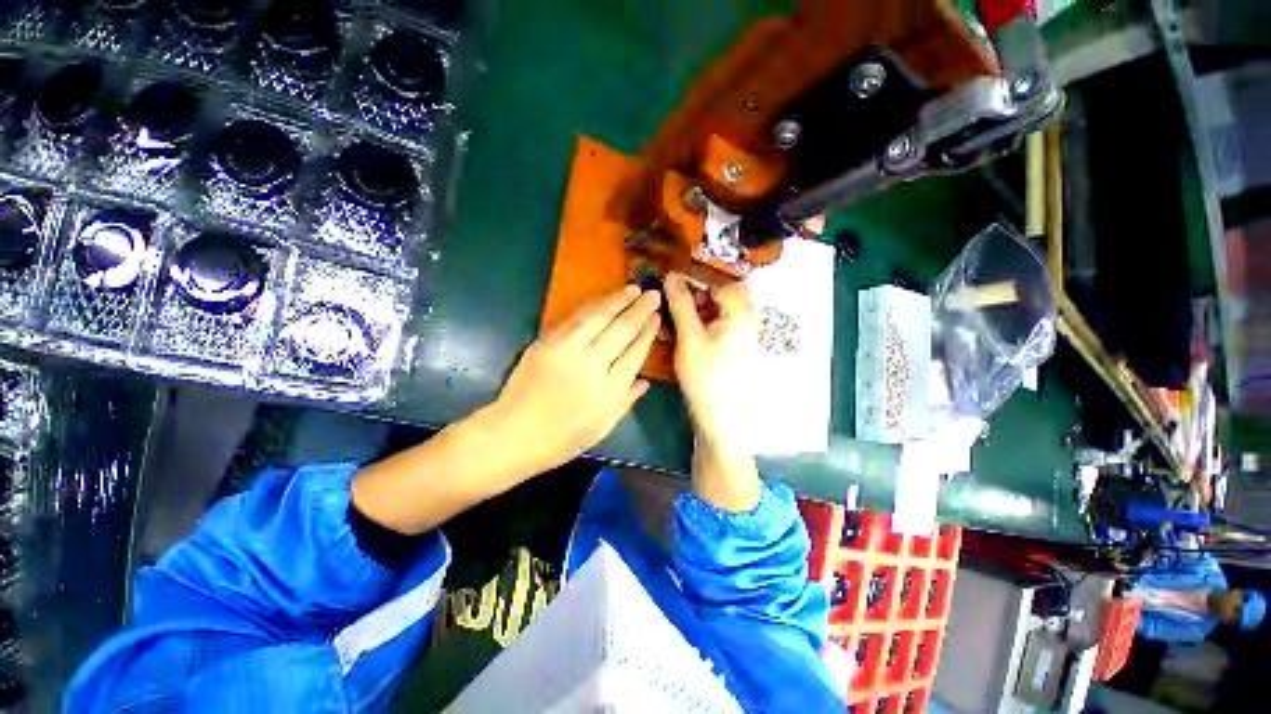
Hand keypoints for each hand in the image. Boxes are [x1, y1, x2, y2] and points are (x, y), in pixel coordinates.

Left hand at [491, 285, 660, 474]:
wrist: (512, 435)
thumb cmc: (561, 440)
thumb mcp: (601, 428)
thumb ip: (625, 402)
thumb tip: (645, 381)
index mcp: (608, 392)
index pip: (634, 354)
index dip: (647, 333)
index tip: (657, 317)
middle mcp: (591, 367)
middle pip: (620, 331)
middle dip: (639, 310)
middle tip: (653, 294)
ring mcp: (566, 352)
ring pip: (598, 318)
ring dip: (617, 300)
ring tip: (632, 289)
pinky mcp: (546, 343)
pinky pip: (573, 319)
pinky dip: (591, 307)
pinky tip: (603, 300)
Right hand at [664, 273, 761, 511]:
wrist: (719, 415)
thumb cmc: (705, 375)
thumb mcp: (689, 337)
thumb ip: (681, 304)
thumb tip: (671, 276)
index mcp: (742, 313)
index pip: (724, 279)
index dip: (699, 274)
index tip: (675, 277)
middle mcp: (748, 318)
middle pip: (727, 290)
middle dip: (701, 288)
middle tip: (677, 295)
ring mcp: (744, 332)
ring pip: (723, 305)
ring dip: (701, 302)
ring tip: (679, 310)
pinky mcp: (735, 343)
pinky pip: (721, 319)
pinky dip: (705, 316)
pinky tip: (688, 325)